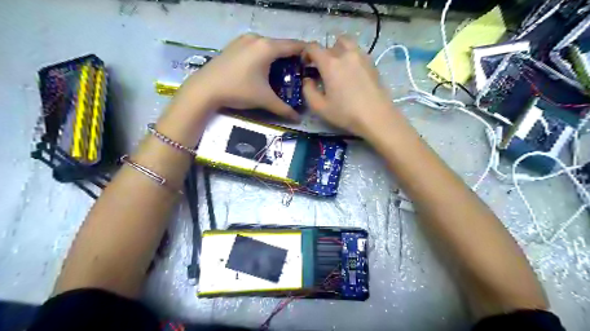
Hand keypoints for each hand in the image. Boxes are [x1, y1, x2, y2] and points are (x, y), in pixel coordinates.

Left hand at [175, 33, 303, 120]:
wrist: (205, 89)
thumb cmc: (238, 90)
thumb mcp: (264, 99)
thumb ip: (283, 108)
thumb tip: (298, 118)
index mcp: (267, 47)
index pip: (294, 45)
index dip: (306, 53)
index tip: (313, 63)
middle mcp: (257, 38)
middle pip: (281, 45)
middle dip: (291, 58)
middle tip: (298, 73)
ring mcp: (244, 40)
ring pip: (268, 46)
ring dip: (277, 57)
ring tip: (282, 72)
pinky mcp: (235, 45)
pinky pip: (256, 47)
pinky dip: (264, 56)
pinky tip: (263, 69)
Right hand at [305, 36, 395, 136]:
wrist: (376, 117)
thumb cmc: (345, 113)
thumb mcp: (319, 107)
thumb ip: (308, 90)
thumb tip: (308, 80)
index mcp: (330, 63)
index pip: (313, 47)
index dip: (306, 53)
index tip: (305, 64)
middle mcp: (345, 54)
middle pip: (330, 44)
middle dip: (323, 54)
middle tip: (322, 69)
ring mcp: (361, 56)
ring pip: (346, 43)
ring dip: (338, 50)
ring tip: (338, 66)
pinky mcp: (372, 63)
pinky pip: (357, 52)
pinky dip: (350, 56)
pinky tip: (351, 73)